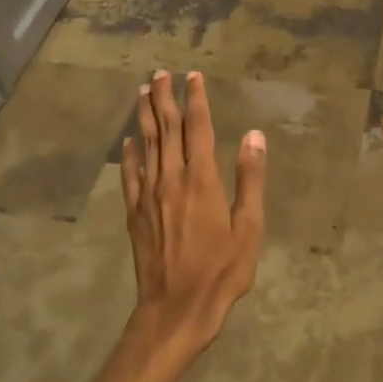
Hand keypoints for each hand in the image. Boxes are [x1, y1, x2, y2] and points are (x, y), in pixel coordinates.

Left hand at [121, 69, 267, 352]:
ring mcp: (149, 196)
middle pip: (167, 129)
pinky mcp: (135, 213)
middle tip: (161, 73)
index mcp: (202, 179)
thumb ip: (250, 179)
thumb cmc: (222, 270)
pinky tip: (128, 141)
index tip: (193, 76)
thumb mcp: (249, 227)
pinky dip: (129, 154)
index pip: (198, 128)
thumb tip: (254, 136)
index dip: (196, 99)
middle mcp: (171, 179)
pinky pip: (130, 175)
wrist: (176, 308)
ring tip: (142, 91)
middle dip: (164, 98)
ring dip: (144, 116)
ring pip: (146, 145)